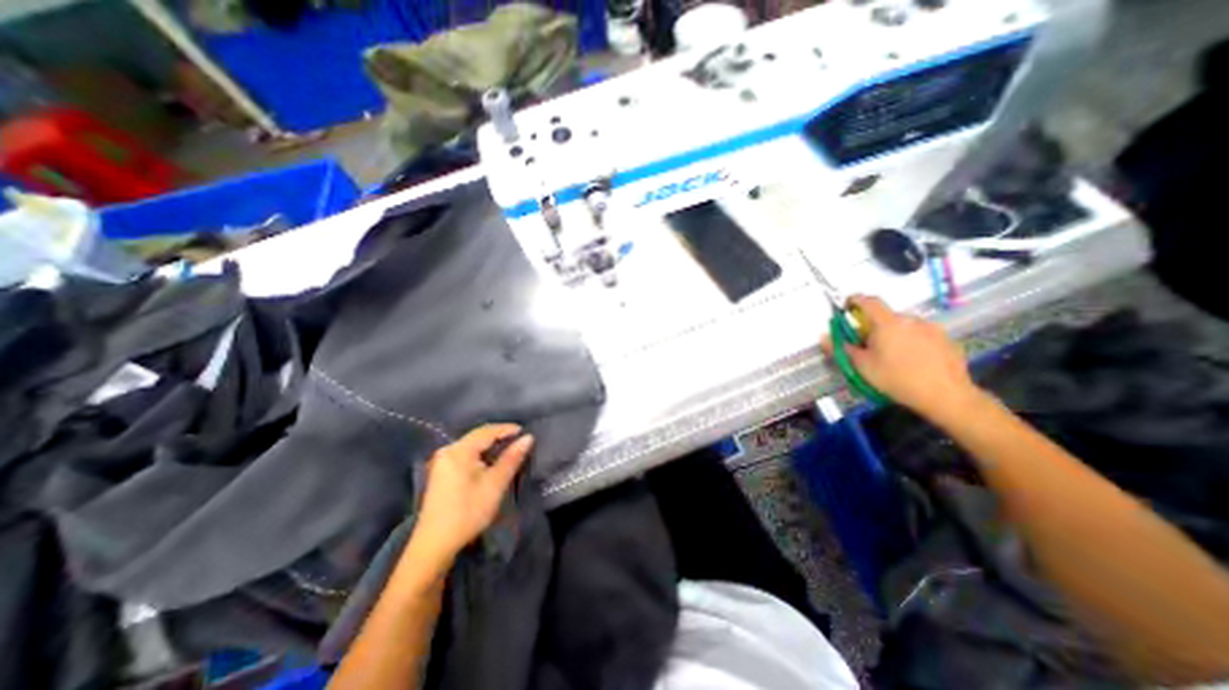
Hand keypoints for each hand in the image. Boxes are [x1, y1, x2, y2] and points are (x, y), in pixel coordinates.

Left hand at [413, 423, 532, 568]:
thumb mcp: (495, 484)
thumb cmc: (468, 511)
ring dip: (489, 445)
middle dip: (498, 436)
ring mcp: (441, 462)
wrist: (434, 544)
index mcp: (459, 451)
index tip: (524, 431)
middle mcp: (448, 451)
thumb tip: (528, 437)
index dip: (507, 429)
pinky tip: (489, 461)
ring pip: (471, 445)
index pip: (487, 431)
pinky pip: (464, 454)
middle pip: (477, 436)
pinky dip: (480, 454)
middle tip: (518, 440)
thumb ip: (512, 458)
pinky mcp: (440, 473)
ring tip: (508, 449)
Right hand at [820, 291, 985, 416]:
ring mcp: (931, 328)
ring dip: (894, 334)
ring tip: (893, 356)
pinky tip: (914, 361)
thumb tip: (823, 336)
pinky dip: (913, 342)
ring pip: (905, 325)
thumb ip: (841, 348)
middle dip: (874, 326)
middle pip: (886, 316)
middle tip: (869, 345)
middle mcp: (910, 319)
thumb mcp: (862, 366)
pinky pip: (922, 335)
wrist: (946, 396)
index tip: (847, 308)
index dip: (855, 300)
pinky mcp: (946, 339)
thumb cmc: (896, 379)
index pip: (868, 300)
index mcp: (887, 323)